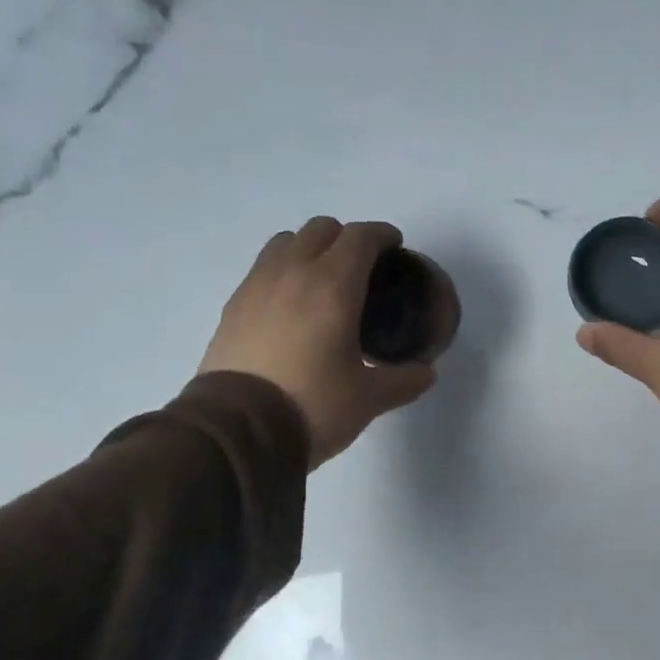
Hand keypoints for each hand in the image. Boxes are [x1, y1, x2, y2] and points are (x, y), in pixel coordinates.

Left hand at [200, 217, 436, 466]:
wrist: (238, 430)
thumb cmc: (313, 406)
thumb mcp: (369, 399)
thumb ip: (403, 380)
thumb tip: (426, 373)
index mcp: (332, 287)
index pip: (360, 238)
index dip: (382, 236)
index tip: (395, 247)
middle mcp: (292, 273)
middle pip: (321, 229)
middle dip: (346, 239)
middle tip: (362, 269)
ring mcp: (256, 286)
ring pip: (285, 242)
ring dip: (309, 249)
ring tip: (323, 282)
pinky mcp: (233, 307)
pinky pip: (262, 270)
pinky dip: (283, 273)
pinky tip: (291, 308)